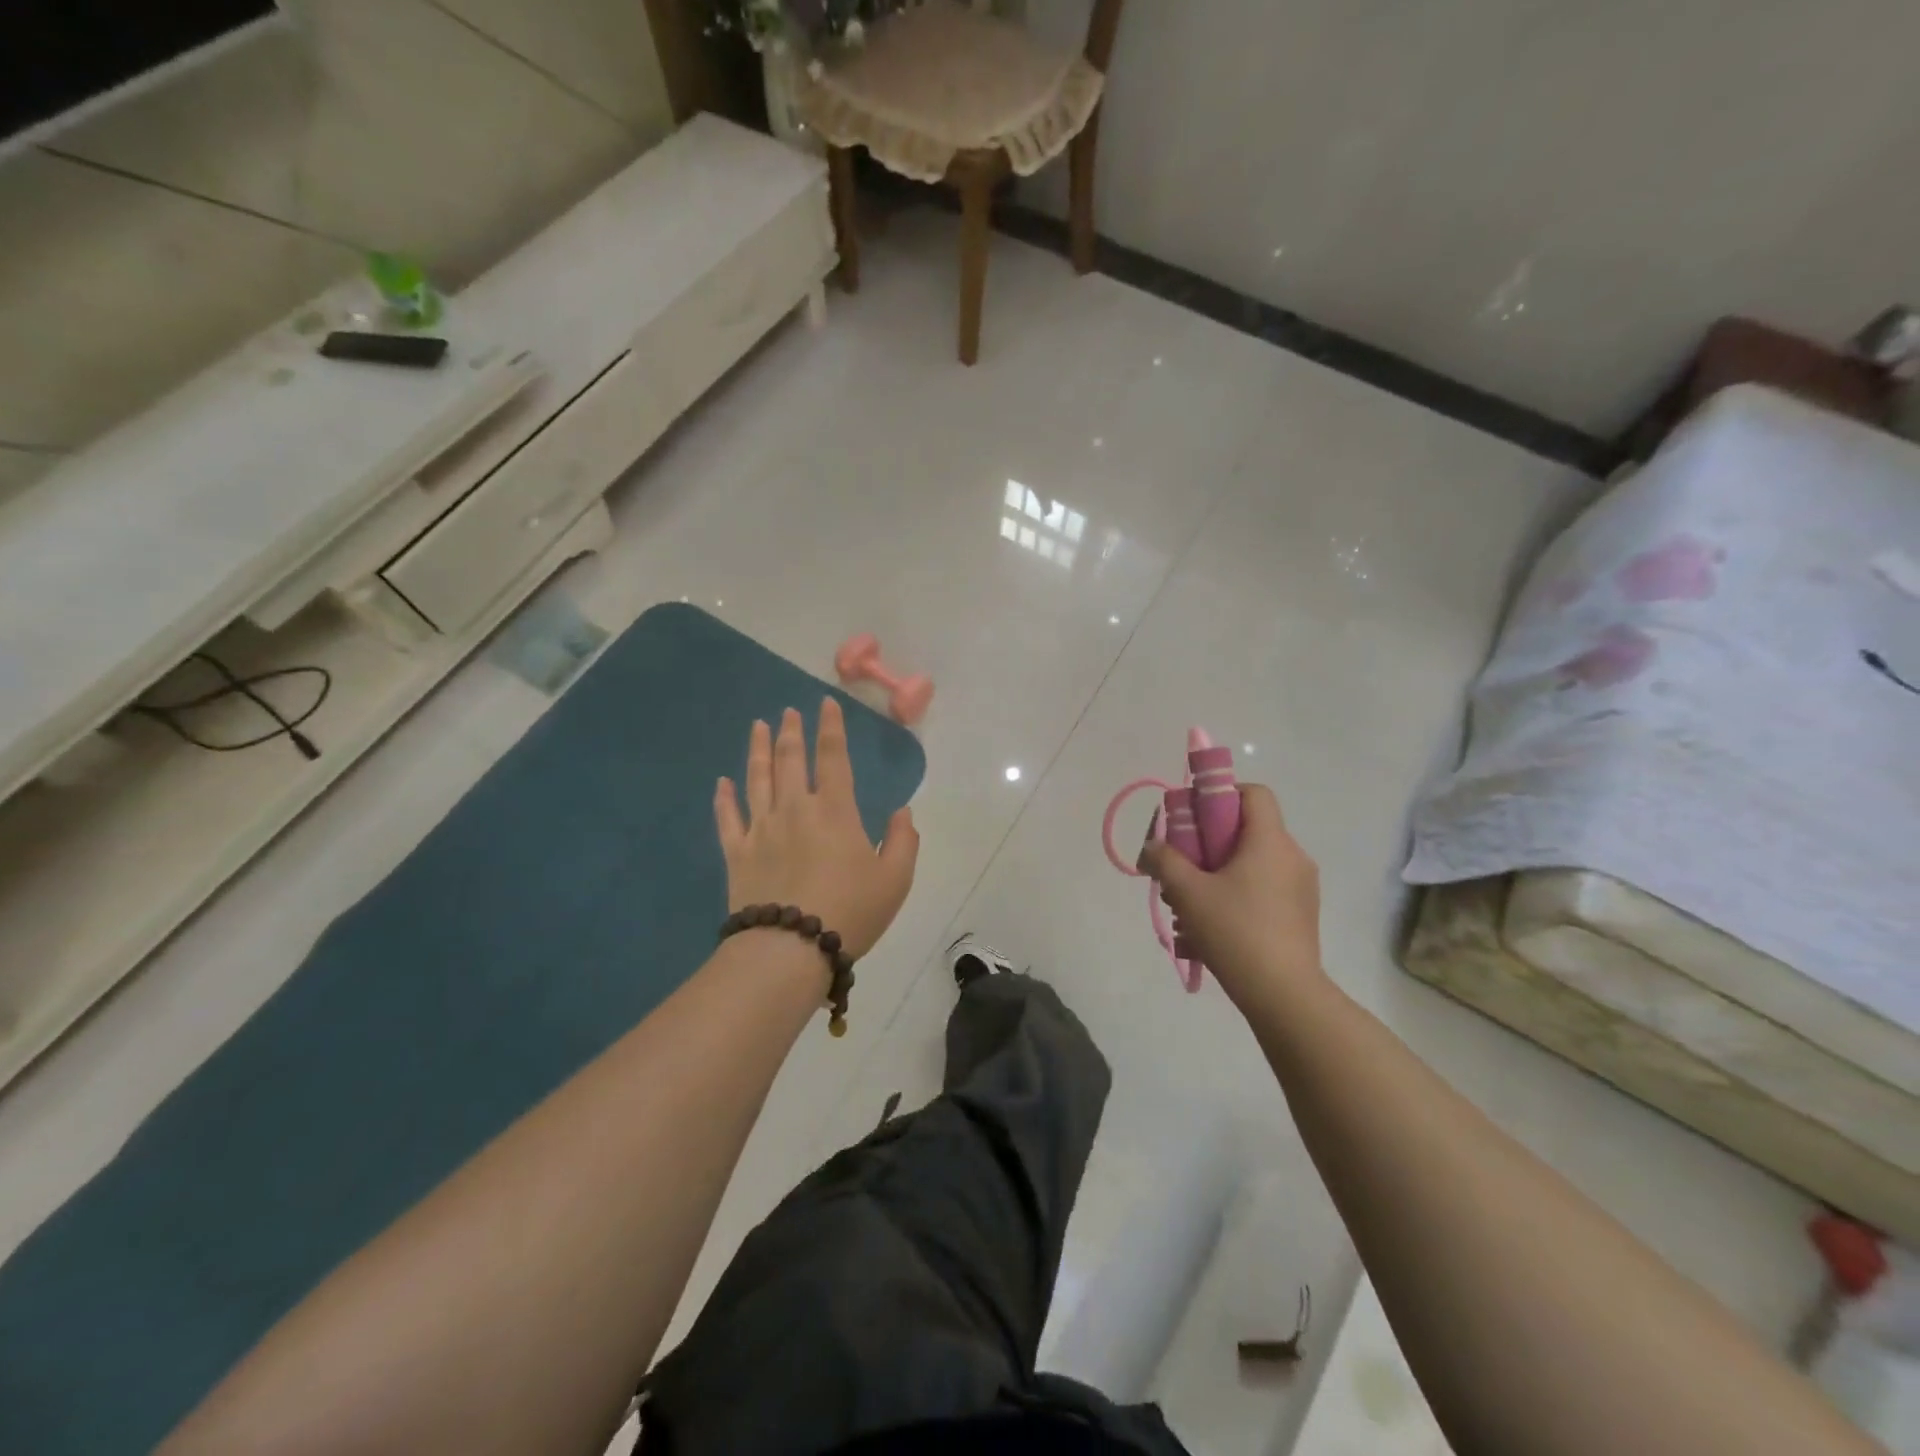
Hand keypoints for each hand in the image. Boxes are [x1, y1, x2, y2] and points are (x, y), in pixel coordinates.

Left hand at [715, 699, 918, 958]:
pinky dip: (724, 798)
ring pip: (756, 779)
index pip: (832, 757)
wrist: (790, 949)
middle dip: (790, 732)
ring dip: (757, 750)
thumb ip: (902, 840)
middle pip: (789, 760)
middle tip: (788, 712)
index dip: (830, 728)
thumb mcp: (895, 879)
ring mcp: (761, 829)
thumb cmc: (850, 911)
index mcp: (834, 811)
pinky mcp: (737, 853)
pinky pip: (728, 818)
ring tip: (757, 726)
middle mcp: (794, 809)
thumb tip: (902, 812)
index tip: (825, 704)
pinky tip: (721, 782)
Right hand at [1138, 784, 1324, 1008]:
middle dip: (1209, 843)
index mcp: (1270, 841)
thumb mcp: (1188, 893)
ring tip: (1191, 905)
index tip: (1195, 819)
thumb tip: (1152, 847)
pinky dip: (1237, 895)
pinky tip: (1212, 927)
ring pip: (1253, 862)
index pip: (1254, 793)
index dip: (1222, 795)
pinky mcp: (1301, 914)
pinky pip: (1264, 889)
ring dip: (1219, 873)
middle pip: (1248, 829)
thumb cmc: (1235, 931)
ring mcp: (1301, 888)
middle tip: (1183, 867)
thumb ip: (1165, 861)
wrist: (1284, 994)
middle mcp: (1292, 856)